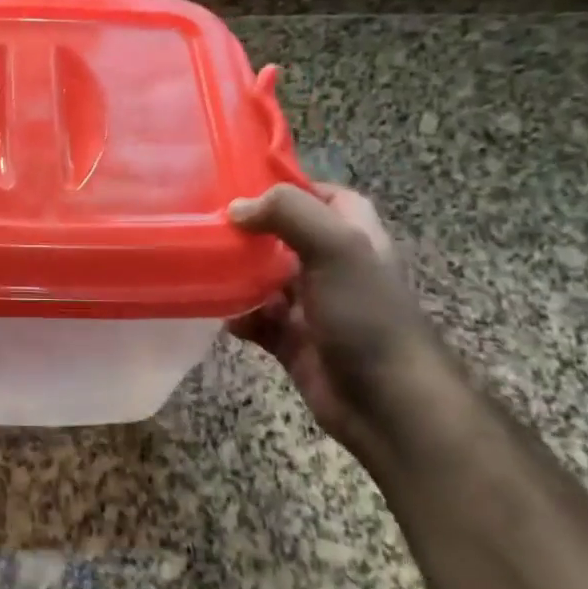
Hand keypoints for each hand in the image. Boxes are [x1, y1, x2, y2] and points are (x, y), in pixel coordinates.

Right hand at [229, 182, 455, 456]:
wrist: (387, 403)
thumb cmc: (367, 316)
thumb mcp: (337, 248)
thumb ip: (289, 213)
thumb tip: (236, 209)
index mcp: (353, 235)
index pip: (321, 195)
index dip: (287, 186)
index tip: (239, 184)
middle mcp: (331, 265)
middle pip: (283, 236)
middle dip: (247, 231)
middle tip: (204, 223)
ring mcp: (312, 304)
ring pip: (263, 277)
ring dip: (235, 274)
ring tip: (200, 265)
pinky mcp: (293, 339)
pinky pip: (255, 319)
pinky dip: (237, 316)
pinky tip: (219, 314)